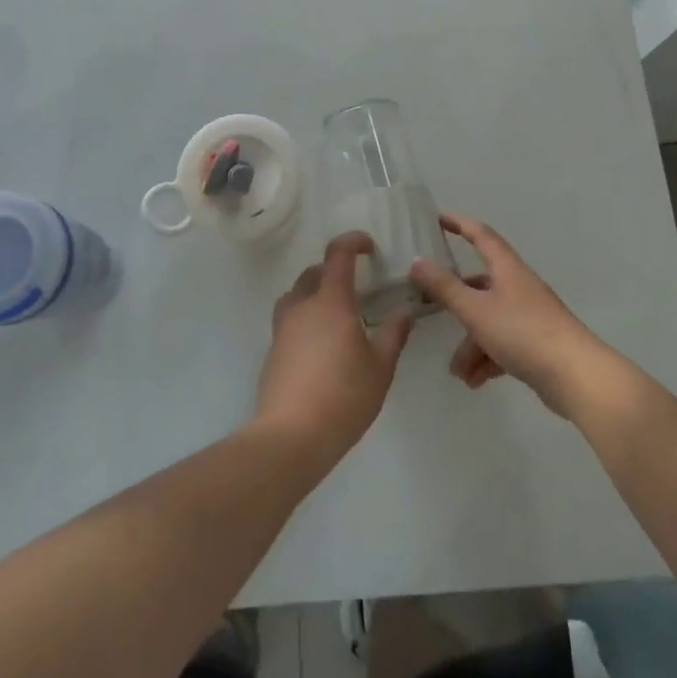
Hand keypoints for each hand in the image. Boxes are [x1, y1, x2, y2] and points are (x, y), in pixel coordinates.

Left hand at [254, 232, 413, 466]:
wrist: (291, 435)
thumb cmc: (344, 396)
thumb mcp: (380, 368)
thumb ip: (393, 335)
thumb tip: (404, 311)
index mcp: (331, 301)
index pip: (338, 254)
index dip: (353, 242)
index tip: (369, 246)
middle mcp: (303, 306)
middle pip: (313, 273)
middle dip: (333, 270)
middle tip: (355, 287)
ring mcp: (283, 327)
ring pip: (296, 295)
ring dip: (314, 293)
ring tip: (335, 315)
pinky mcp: (273, 350)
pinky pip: (289, 320)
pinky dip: (305, 319)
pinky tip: (320, 346)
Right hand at [410, 213, 608, 416]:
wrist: (577, 377)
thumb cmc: (523, 333)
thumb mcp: (476, 310)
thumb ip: (444, 287)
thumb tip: (417, 261)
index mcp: (507, 269)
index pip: (481, 235)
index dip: (459, 224)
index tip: (438, 219)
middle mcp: (519, 287)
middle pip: (480, 285)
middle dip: (457, 303)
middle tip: (432, 311)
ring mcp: (530, 316)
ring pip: (489, 321)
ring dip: (470, 345)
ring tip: (459, 373)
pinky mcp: (537, 344)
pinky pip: (503, 344)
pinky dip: (487, 359)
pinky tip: (476, 381)